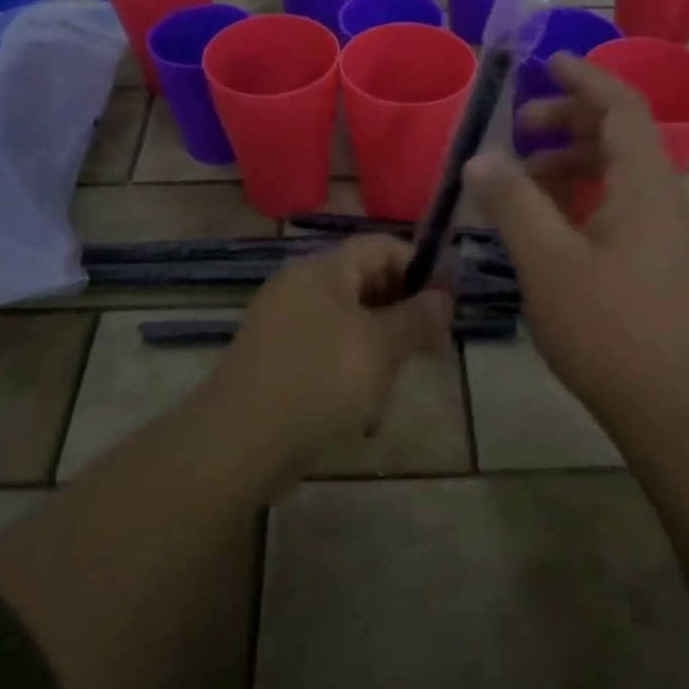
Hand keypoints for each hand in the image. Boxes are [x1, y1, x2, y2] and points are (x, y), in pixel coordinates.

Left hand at [214, 236, 452, 476]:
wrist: (241, 441)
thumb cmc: (321, 380)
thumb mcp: (381, 347)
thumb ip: (417, 316)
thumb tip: (442, 298)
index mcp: (322, 269)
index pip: (381, 246)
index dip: (419, 267)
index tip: (448, 303)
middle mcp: (300, 285)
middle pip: (365, 281)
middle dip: (402, 310)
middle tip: (431, 346)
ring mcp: (283, 322)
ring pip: (348, 318)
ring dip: (380, 343)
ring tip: (395, 380)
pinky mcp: (275, 358)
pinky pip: (326, 347)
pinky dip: (351, 364)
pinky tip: (363, 404)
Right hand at [465, 53, 688, 434]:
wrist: (673, 410)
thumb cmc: (609, 330)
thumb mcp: (548, 263)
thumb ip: (513, 204)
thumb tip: (480, 158)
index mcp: (645, 188)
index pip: (623, 108)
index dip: (586, 79)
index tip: (548, 63)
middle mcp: (663, 201)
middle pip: (619, 137)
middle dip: (568, 122)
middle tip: (518, 130)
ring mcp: (665, 235)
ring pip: (617, 176)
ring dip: (570, 164)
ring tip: (522, 179)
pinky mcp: (658, 263)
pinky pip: (618, 208)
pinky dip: (581, 199)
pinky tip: (547, 224)